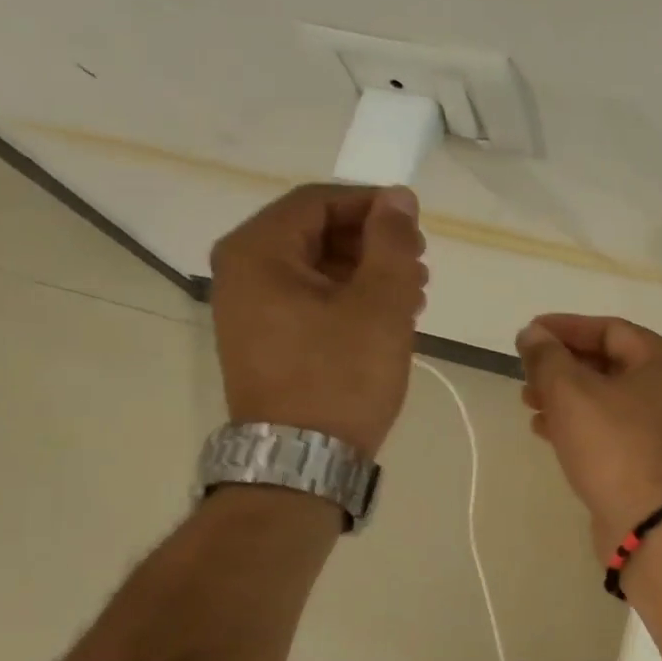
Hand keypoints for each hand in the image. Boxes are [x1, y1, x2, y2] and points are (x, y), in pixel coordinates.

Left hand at [209, 184, 426, 457]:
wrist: (303, 462)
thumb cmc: (341, 377)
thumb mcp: (380, 304)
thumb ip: (391, 242)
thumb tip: (398, 198)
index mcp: (258, 251)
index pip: (319, 201)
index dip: (373, 206)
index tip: (417, 226)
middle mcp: (242, 272)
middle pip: (316, 232)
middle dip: (373, 242)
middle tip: (419, 266)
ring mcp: (249, 309)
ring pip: (316, 267)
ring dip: (367, 272)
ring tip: (413, 295)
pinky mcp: (264, 339)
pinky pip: (309, 299)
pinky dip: (349, 298)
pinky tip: (386, 318)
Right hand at [516, 315, 661, 558]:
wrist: (649, 522)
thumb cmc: (613, 445)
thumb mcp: (571, 392)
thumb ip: (546, 357)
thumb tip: (532, 334)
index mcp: (661, 360)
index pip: (608, 329)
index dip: (564, 327)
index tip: (528, 334)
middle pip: (605, 362)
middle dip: (561, 365)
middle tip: (525, 371)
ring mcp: (658, 424)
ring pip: (603, 396)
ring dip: (563, 394)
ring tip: (527, 401)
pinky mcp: (645, 456)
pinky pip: (606, 426)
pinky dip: (575, 422)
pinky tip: (543, 429)